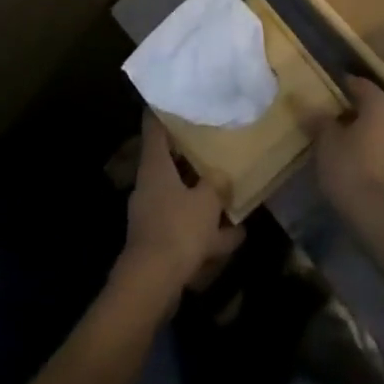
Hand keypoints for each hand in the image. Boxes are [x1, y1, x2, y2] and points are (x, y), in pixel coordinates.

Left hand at [116, 116, 243, 297]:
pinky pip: (185, 229)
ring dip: (203, 201)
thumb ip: (216, 185)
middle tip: (212, 146)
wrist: (152, 284)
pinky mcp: (159, 243)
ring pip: (180, 198)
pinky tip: (234, 238)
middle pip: (169, 163)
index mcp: (155, 167)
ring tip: (231, 199)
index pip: (154, 128)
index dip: (163, 111)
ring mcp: (152, 215)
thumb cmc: (177, 229)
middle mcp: (149, 186)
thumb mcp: (206, 202)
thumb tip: (222, 175)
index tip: (175, 99)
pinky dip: (206, 232)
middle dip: (190, 158)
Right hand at [315, 78, 383, 230]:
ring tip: (338, 141)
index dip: (343, 85)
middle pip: (373, 107)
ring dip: (363, 133)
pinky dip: (371, 152)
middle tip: (329, 116)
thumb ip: (319, 121)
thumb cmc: (353, 170)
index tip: (326, 90)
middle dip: (353, 111)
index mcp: (381, 106)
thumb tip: (310, 108)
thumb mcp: (327, 142)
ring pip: (381, 130)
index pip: (361, 84)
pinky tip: (353, 163)